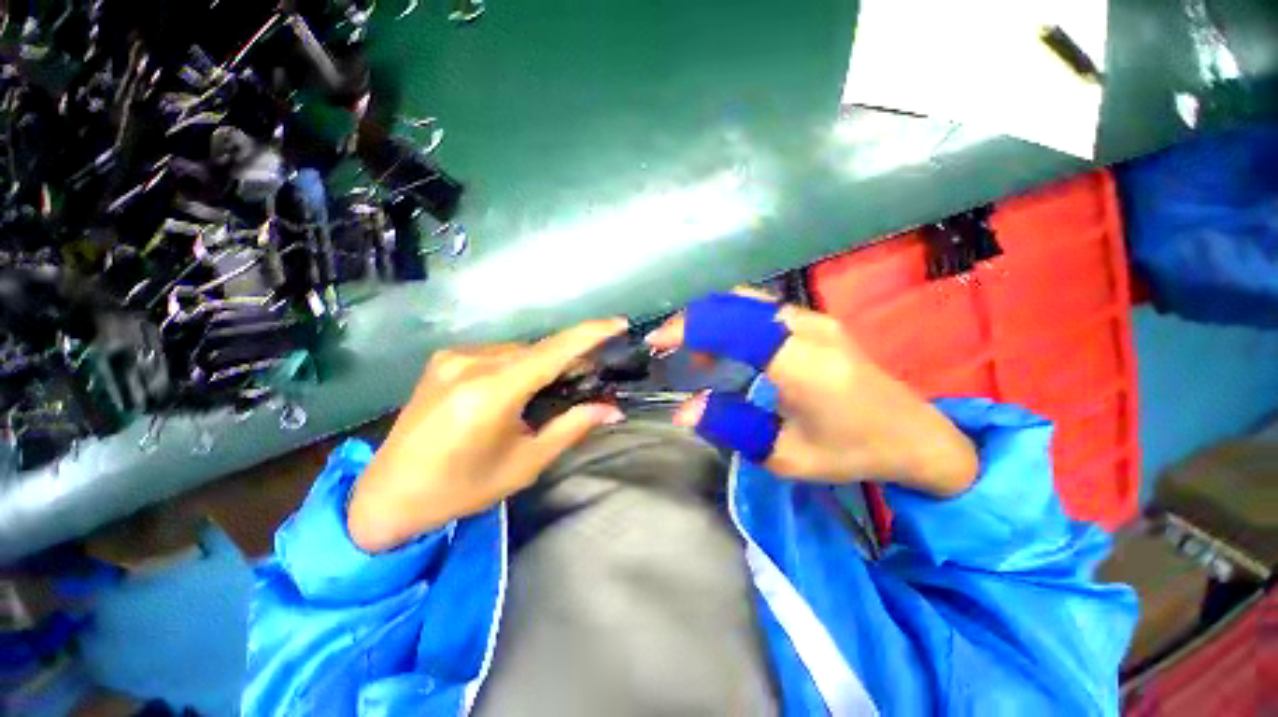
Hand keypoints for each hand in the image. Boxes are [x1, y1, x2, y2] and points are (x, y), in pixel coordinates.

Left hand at [347, 318, 627, 552]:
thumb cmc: (461, 488)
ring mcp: (453, 357)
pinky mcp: (443, 359)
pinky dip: (520, 365)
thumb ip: (571, 428)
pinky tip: (520, 388)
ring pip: (519, 351)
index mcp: (491, 392)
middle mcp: (471, 363)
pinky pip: (497, 355)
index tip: (619, 323)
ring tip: (556, 388)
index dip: (590, 334)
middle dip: (570, 359)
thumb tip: (612, 409)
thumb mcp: (525, 463)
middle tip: (592, 376)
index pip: (553, 352)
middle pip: (538, 350)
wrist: (387, 496)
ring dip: (544, 364)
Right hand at [646, 292, 977, 496]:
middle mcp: (808, 329)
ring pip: (747, 302)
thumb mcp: (785, 454)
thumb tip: (684, 410)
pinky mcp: (818, 321)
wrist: (914, 435)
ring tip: (696, 353)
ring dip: (713, 320)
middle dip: (694, 320)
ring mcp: (816, 320)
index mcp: (803, 364)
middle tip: (670, 346)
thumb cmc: (852, 451)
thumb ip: (731, 426)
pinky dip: (732, 321)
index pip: (732, 327)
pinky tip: (725, 348)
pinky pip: (762, 310)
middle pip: (735, 305)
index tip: (658, 342)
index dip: (689, 329)